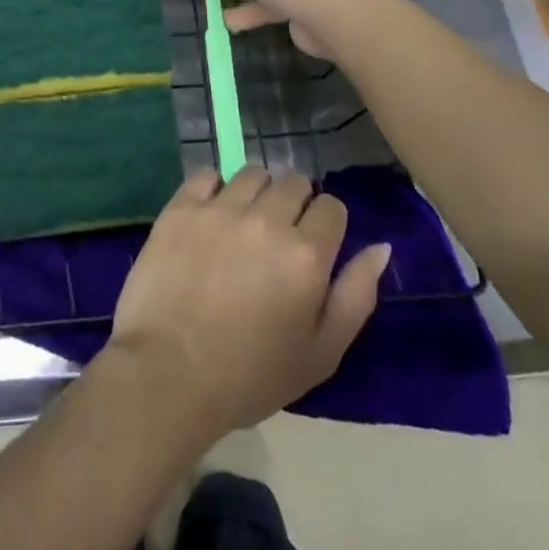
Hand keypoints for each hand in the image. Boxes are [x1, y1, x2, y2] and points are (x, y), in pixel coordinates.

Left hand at [105, 167, 391, 444]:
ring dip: (257, 192)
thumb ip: (356, 295)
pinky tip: (211, 214)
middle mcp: (266, 220)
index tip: (313, 246)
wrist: (168, 374)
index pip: (331, 207)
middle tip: (278, 236)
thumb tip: (380, 247)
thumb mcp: (321, 353)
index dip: (327, 224)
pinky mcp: (181, 208)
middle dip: (295, 203)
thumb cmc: (250, 375)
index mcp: (306, 254)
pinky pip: (207, 175)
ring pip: (252, 174)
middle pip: (293, 182)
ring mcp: (220, 209)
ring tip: (244, 223)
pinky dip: (214, 188)